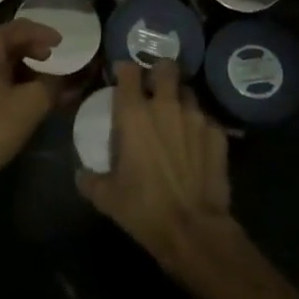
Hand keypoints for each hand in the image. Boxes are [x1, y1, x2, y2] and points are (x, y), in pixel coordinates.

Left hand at [0, 19, 58, 194]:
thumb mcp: (29, 107)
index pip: (20, 28)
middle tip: (46, 62)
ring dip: (8, 68)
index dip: (44, 34)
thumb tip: (63, 81)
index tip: (61, 42)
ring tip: (25, 85)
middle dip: (27, 52)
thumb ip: (51, 87)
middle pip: (1, 43)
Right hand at [77, 60, 232, 274]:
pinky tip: (195, 144)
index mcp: (134, 114)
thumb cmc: (144, 208)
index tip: (121, 78)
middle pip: (166, 68)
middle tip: (154, 88)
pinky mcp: (218, 135)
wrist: (193, 230)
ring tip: (175, 116)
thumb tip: (80, 173)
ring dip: (180, 98)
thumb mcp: (106, 197)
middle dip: (159, 73)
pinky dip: (199, 127)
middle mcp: (166, 106)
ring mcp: (196, 117)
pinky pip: (206, 120)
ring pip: (188, 91)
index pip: (129, 71)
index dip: (125, 70)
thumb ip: (89, 179)